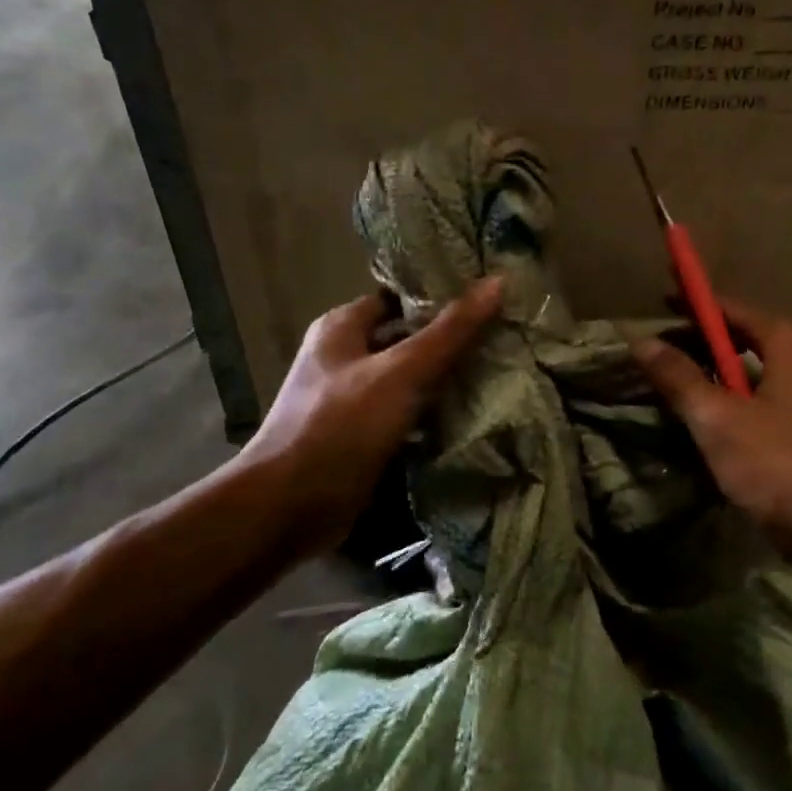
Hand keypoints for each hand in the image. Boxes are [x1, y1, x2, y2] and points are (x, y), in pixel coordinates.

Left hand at [238, 278, 503, 554]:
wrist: (288, 509)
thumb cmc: (340, 426)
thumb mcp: (401, 372)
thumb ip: (450, 331)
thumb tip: (497, 281)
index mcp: (342, 328)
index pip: (399, 297)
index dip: (440, 295)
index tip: (488, 297)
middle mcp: (343, 358)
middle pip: (406, 338)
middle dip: (451, 340)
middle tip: (503, 335)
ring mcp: (351, 401)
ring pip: (409, 380)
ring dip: (446, 380)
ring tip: (500, 371)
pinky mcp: (361, 438)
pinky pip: (406, 416)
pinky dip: (434, 416)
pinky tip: (474, 416)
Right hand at [631, 299, 791, 611]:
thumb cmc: (788, 468)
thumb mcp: (720, 422)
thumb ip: (680, 378)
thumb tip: (641, 340)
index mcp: (791, 341)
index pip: (730, 307)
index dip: (692, 304)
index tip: (659, 300)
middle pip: (746, 338)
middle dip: (702, 344)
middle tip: (659, 353)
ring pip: (759, 374)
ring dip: (720, 378)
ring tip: (679, 389)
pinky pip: (773, 400)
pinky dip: (741, 404)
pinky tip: (717, 427)